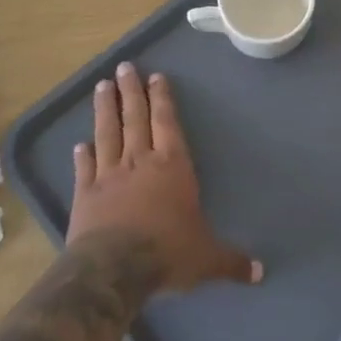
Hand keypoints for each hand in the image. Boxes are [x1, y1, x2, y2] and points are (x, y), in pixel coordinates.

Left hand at [67, 63, 260, 292]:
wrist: (114, 269)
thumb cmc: (167, 253)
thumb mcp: (207, 257)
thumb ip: (231, 261)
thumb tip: (261, 273)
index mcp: (172, 166)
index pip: (167, 123)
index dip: (162, 99)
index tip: (155, 76)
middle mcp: (140, 161)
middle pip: (135, 118)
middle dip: (131, 91)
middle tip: (124, 67)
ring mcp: (109, 174)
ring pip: (107, 133)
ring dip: (105, 109)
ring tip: (101, 86)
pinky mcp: (86, 194)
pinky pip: (85, 168)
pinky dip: (82, 154)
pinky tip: (79, 143)